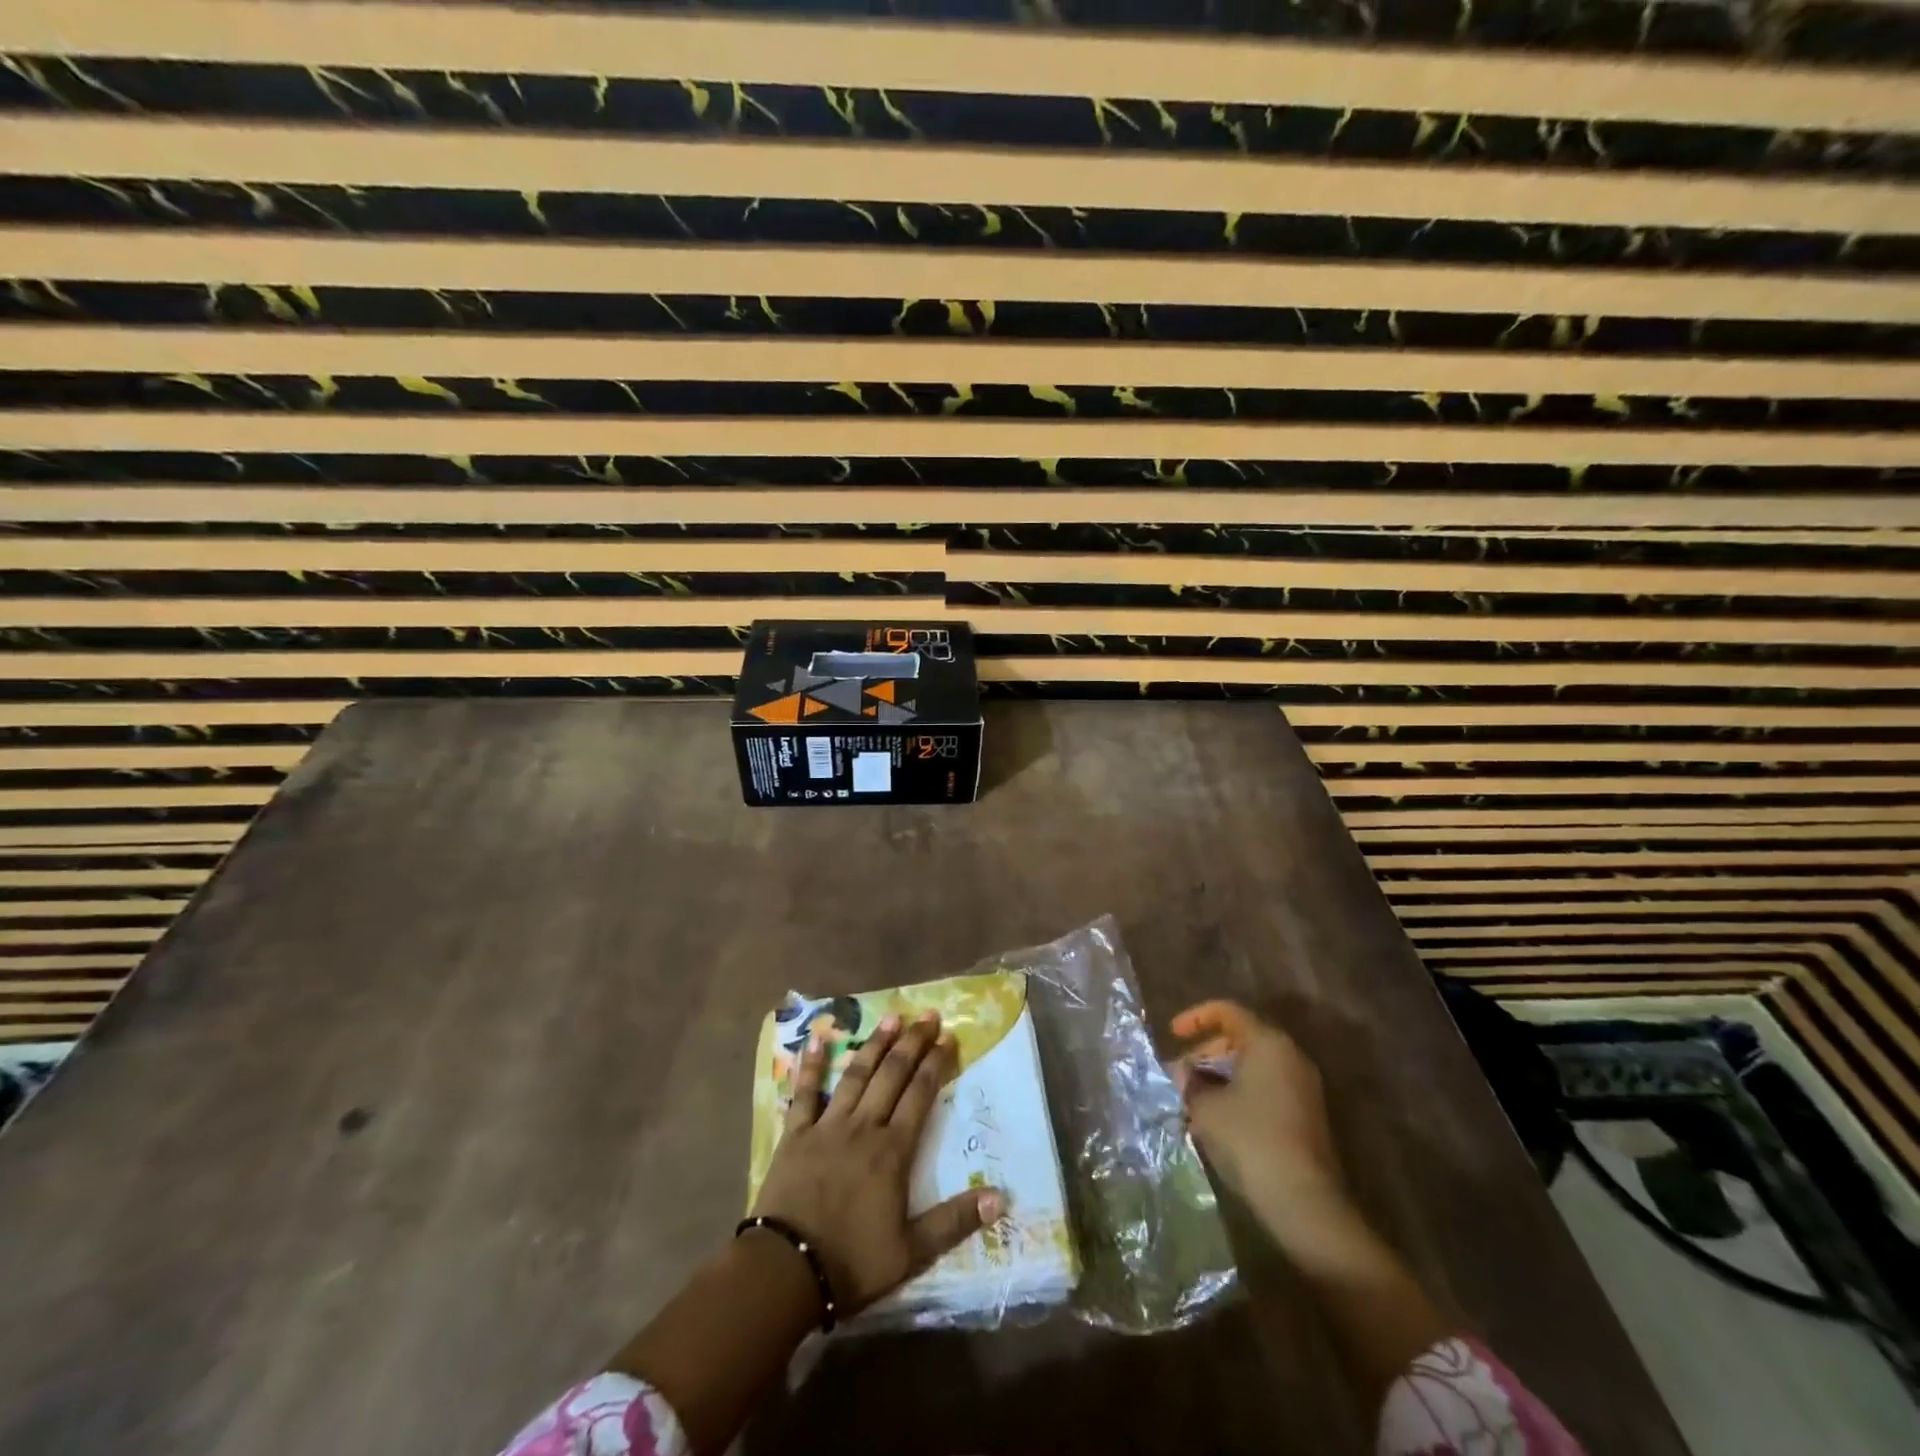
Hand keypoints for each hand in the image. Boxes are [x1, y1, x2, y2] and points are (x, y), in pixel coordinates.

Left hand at [750, 1010, 1004, 1315]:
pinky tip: (817, 1038)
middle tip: (928, 1015)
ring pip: (856, 1075)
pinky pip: (804, 1092)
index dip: (936, 1063)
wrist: (786, 1271)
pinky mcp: (795, 1134)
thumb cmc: (852, 1262)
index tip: (948, 1037)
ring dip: (875, 1044)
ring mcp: (827, 1126)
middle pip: (892, 1075)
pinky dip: (812, 1065)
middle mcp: (863, 1127)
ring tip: (891, 1017)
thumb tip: (1000, 1198)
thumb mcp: (912, 1252)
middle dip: (912, 1042)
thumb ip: (955, 1221)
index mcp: (892, 1150)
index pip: (920, 1095)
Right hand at [1169, 1000, 1360, 1262]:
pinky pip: (1265, 1089)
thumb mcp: (1205, 1106)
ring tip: (1192, 1098)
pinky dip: (1239, 1094)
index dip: (1195, 1018)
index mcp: (1268, 1043)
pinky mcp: (1306, 1117)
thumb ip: (1190, 1081)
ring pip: (1253, 1066)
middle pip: (1241, 1038)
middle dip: (1206, 1051)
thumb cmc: (1249, 1138)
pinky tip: (1216, 1120)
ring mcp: (1303, 1088)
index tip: (1173, 1035)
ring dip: (1220, 1076)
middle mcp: (1290, 1057)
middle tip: (1181, 1073)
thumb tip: (1184, 1072)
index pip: (1227, 1012)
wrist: (1303, 1202)